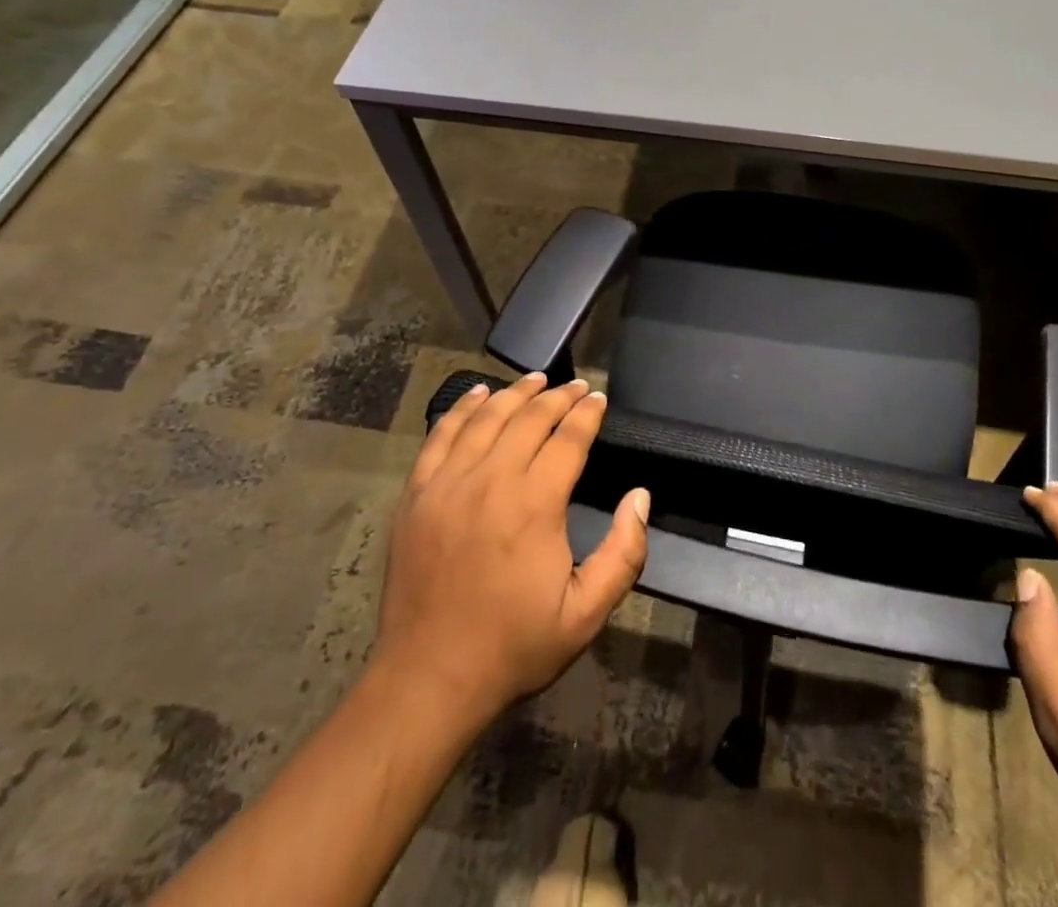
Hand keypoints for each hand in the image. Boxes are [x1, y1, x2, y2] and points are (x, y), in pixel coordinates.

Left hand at [375, 373, 649, 726]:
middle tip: (576, 386)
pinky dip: (463, 408)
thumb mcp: (585, 614)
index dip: (586, 414)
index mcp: (534, 504)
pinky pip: (441, 435)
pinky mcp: (418, 494)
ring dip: (515, 393)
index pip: (567, 438)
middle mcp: (491, 480)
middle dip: (558, 396)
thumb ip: (624, 553)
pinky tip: (478, 394)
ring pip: (486, 418)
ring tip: (536, 379)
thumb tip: (640, 497)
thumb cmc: (513, 645)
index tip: (599, 398)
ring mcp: (448, 483)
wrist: (429, 678)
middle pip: (529, 418)